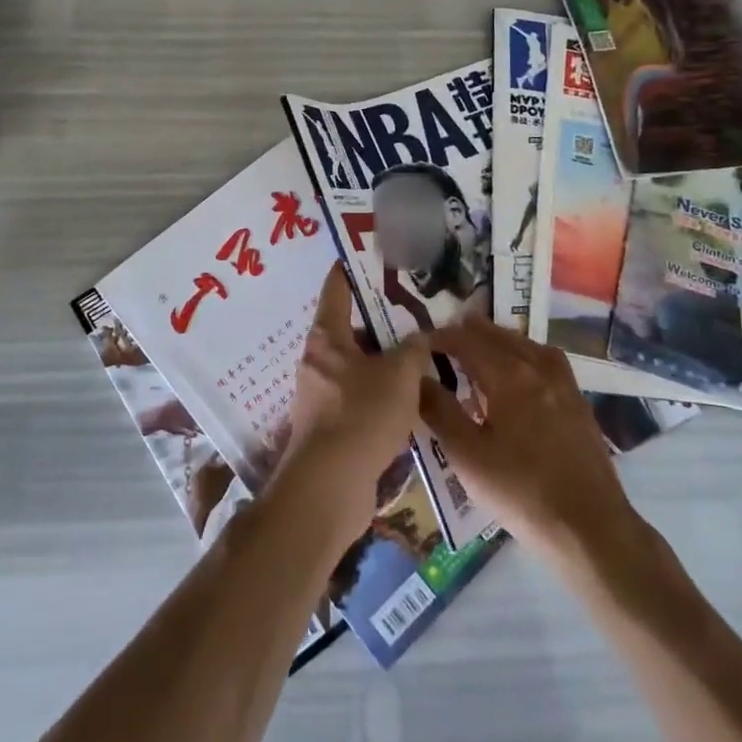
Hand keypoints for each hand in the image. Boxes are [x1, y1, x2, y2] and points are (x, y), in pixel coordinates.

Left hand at [274, 263, 431, 533]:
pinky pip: (360, 397)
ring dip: (386, 362)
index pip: (337, 288)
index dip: (353, 268)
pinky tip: (411, 400)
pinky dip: (382, 394)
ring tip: (422, 356)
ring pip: (359, 366)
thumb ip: (414, 349)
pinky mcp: (331, 427)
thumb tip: (422, 336)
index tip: (372, 253)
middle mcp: (318, 360)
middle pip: (351, 329)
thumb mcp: (399, 374)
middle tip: (417, 313)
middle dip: (382, 321)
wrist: (329, 488)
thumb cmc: (361, 415)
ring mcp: (322, 395)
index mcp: (327, 337)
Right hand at [417, 320, 682, 591]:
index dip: (441, 337)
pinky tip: (519, 374)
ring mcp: (564, 384)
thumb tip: (417, 377)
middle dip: (468, 332)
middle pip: (499, 336)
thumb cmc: (521, 492)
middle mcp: (539, 367)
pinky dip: (523, 354)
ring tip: (478, 348)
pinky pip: (545, 361)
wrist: (591, 529)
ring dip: (497, 340)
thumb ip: (439, 411)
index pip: (467, 340)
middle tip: (443, 340)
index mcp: (510, 374)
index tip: (419, 343)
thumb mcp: (467, 456)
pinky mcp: (579, 404)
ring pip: (525, 345)